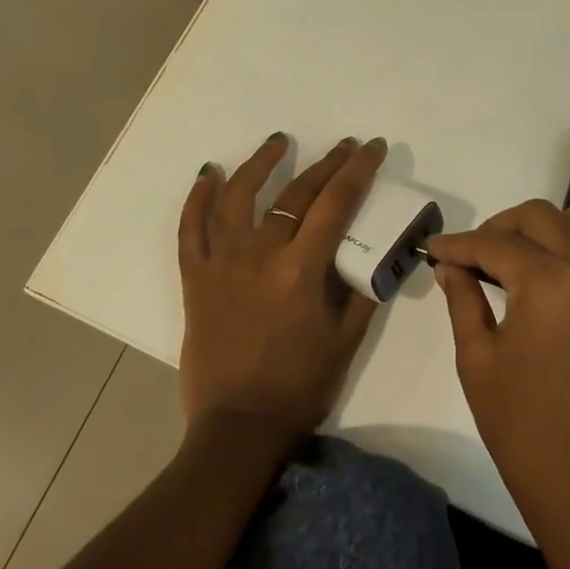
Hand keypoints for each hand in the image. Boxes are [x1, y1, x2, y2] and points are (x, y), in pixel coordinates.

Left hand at [176, 133, 386, 446]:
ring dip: (259, 164)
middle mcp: (259, 255)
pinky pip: (190, 229)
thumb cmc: (299, 386)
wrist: (238, 427)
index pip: (336, 204)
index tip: (371, 148)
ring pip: (238, 197)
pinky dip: (197, 199)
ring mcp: (221, 263)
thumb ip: (362, 291)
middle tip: (344, 146)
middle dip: (325, 164)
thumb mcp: (346, 340)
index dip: (357, 171)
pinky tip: (208, 173)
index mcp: (301, 270)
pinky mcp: (195, 277)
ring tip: (278, 141)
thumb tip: (378, 253)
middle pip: (294, 194)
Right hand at [428, 200, 569, 541]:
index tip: (432, 249)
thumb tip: (450, 265)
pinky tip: (554, 283)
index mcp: (547, 282)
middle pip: (540, 217)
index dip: (456, 243)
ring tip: (518, 260)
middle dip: (498, 227)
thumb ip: (462, 299)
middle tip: (472, 256)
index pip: (493, 243)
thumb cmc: (522, 426)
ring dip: (546, 229)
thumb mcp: (476, 359)